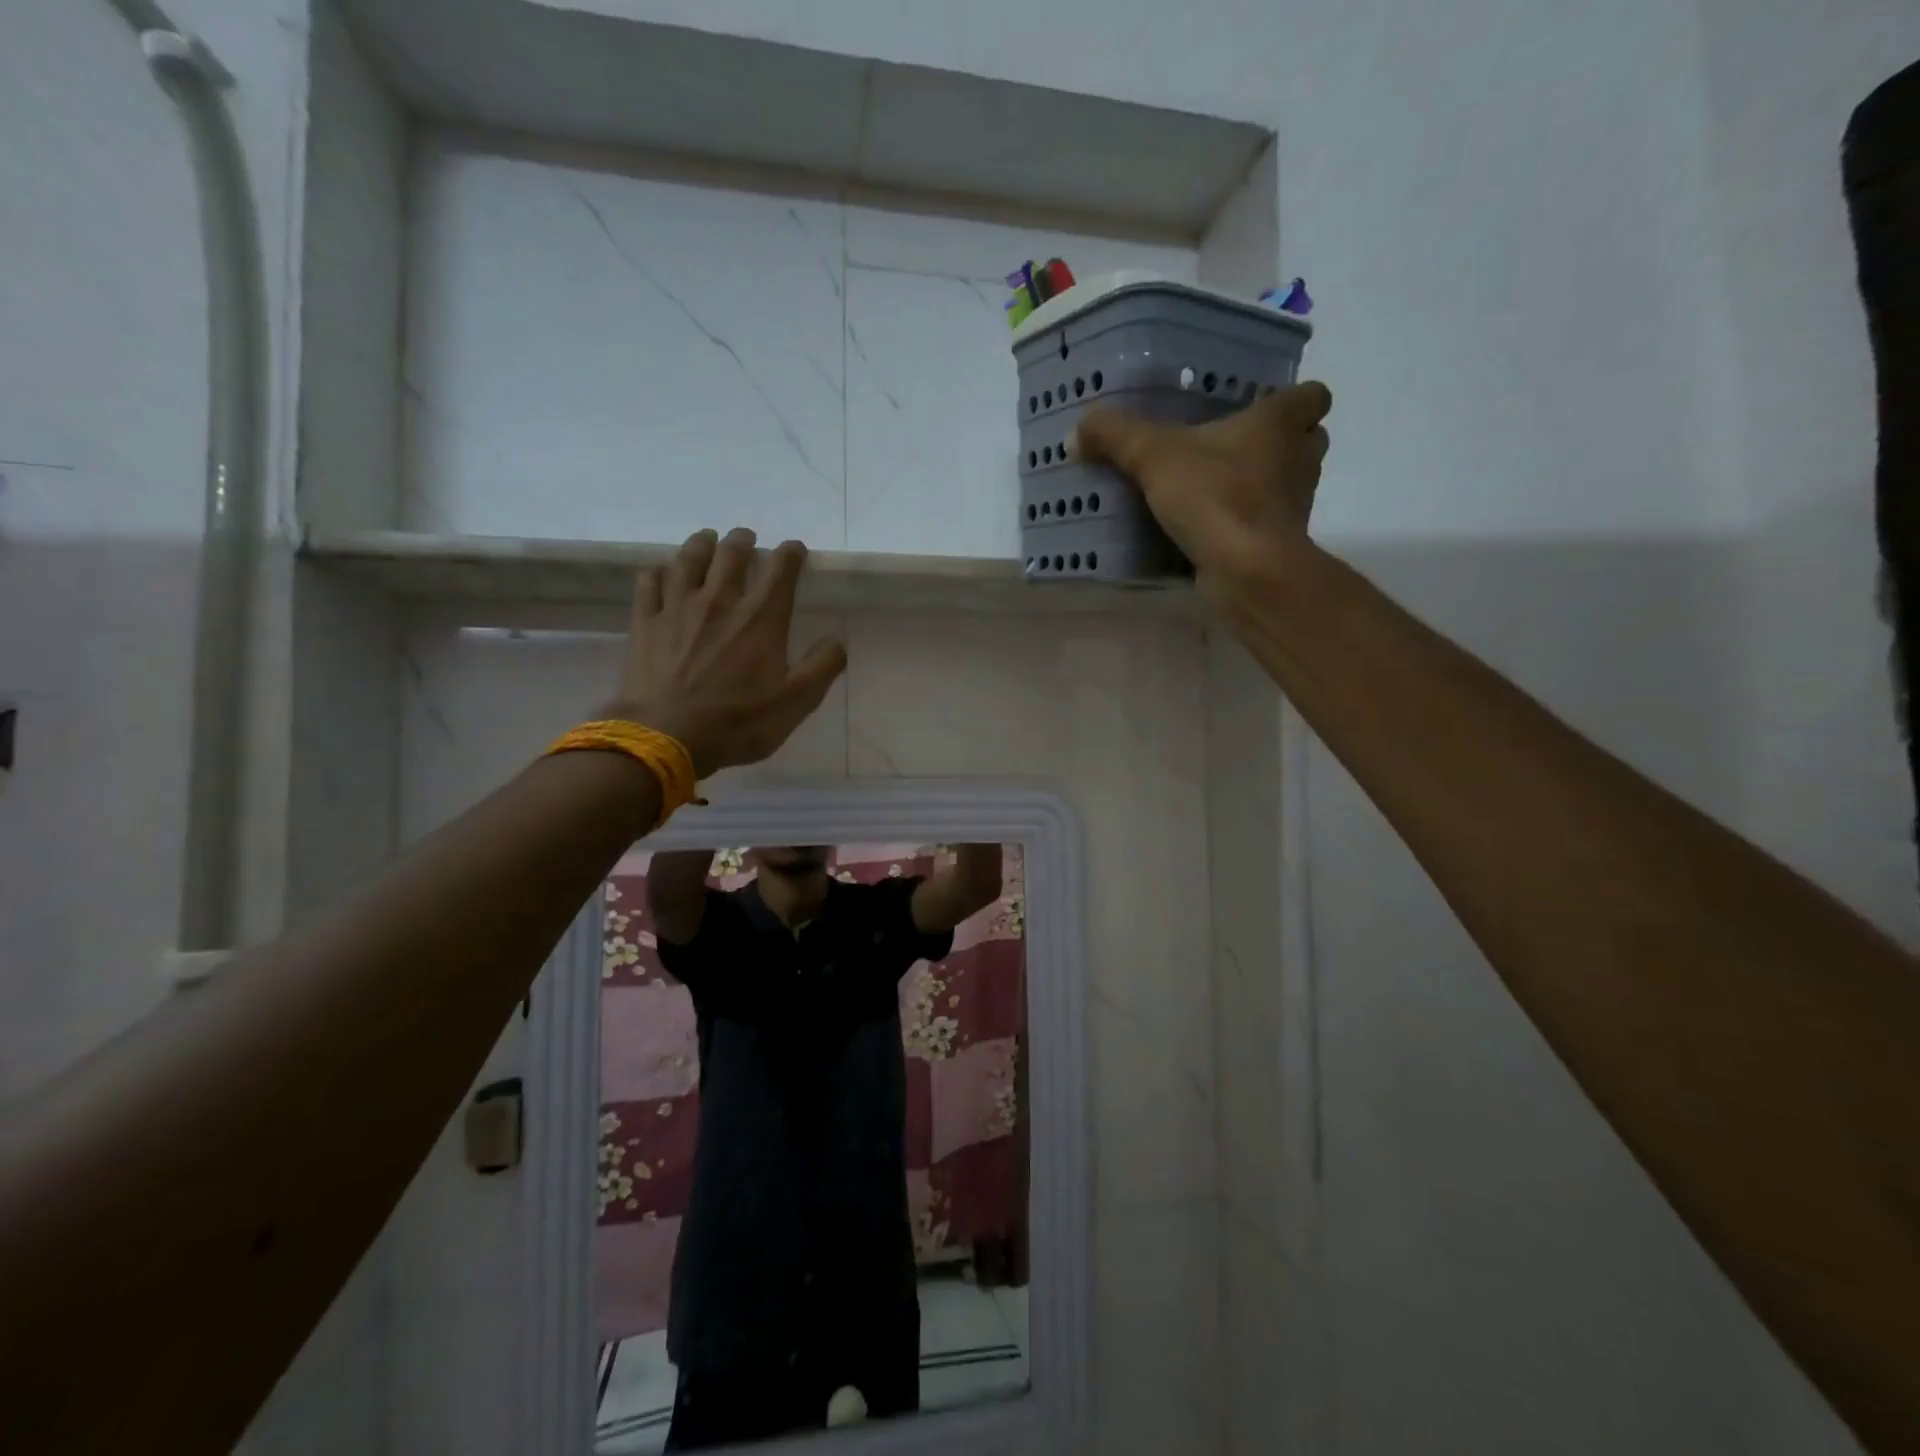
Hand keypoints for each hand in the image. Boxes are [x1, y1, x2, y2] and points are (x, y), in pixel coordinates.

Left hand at [611, 528, 845, 776]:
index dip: (791, 553)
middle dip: (743, 540)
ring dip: (702, 544)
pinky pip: (649, 582)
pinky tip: (663, 572)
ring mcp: (677, 608)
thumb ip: (822, 667)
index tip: (795, 549)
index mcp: (761, 619)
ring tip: (707, 540)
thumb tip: (836, 641)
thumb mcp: (796, 703)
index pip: (780, 570)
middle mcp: (720, 601)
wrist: (666, 737)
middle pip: (731, 553)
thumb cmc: (738, 722)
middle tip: (747, 539)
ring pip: (689, 558)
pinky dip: (659, 570)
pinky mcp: (645, 622)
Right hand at [1073, 382, 1332, 589]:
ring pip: (1288, 484)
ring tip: (1216, 489)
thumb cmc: (1215, 496)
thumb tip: (1077, 432)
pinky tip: (1210, 530)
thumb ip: (1114, 436)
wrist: (1247, 570)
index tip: (1262, 406)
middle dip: (1279, 443)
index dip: (1294, 398)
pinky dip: (1246, 524)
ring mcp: (1296, 505)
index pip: (1313, 395)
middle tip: (1233, 448)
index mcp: (1281, 423)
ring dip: (1262, 485)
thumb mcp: (1152, 456)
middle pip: (1307, 440)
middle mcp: (1300, 459)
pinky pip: (1266, 524)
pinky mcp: (1281, 544)